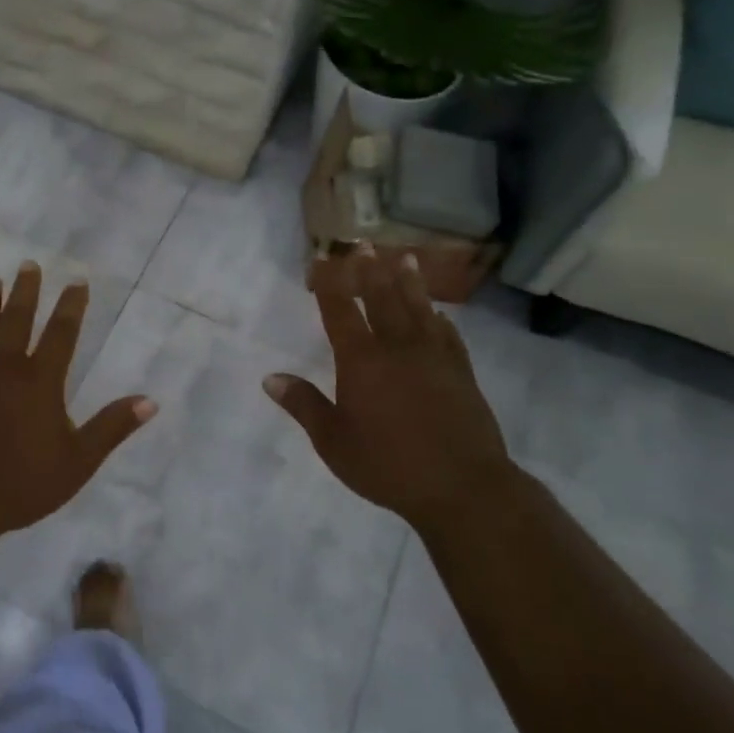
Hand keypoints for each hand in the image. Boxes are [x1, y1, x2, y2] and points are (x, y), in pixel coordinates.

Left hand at [0, 262, 156, 543]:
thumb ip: (111, 428)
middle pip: (17, 320)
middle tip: (28, 264)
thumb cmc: (20, 483)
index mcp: (39, 381)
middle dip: (26, 291)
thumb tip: (150, 401)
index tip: (77, 281)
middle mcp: (3, 367)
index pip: (61, 333)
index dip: (71, 306)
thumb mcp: (77, 462)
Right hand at [264, 247, 513, 528]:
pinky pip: (449, 335)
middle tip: (364, 245)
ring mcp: (434, 357)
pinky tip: (439, 314)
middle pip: (382, 298)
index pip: (340, 311)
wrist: (462, 487)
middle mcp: (398, 348)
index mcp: (362, 361)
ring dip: (409, 282)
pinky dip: (440, 319)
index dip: (330, 282)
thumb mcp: (333, 441)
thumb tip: (271, 378)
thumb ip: (304, 405)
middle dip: (370, 270)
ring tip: (404, 258)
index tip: (322, 258)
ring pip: (419, 308)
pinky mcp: (462, 372)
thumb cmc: (388, 465)